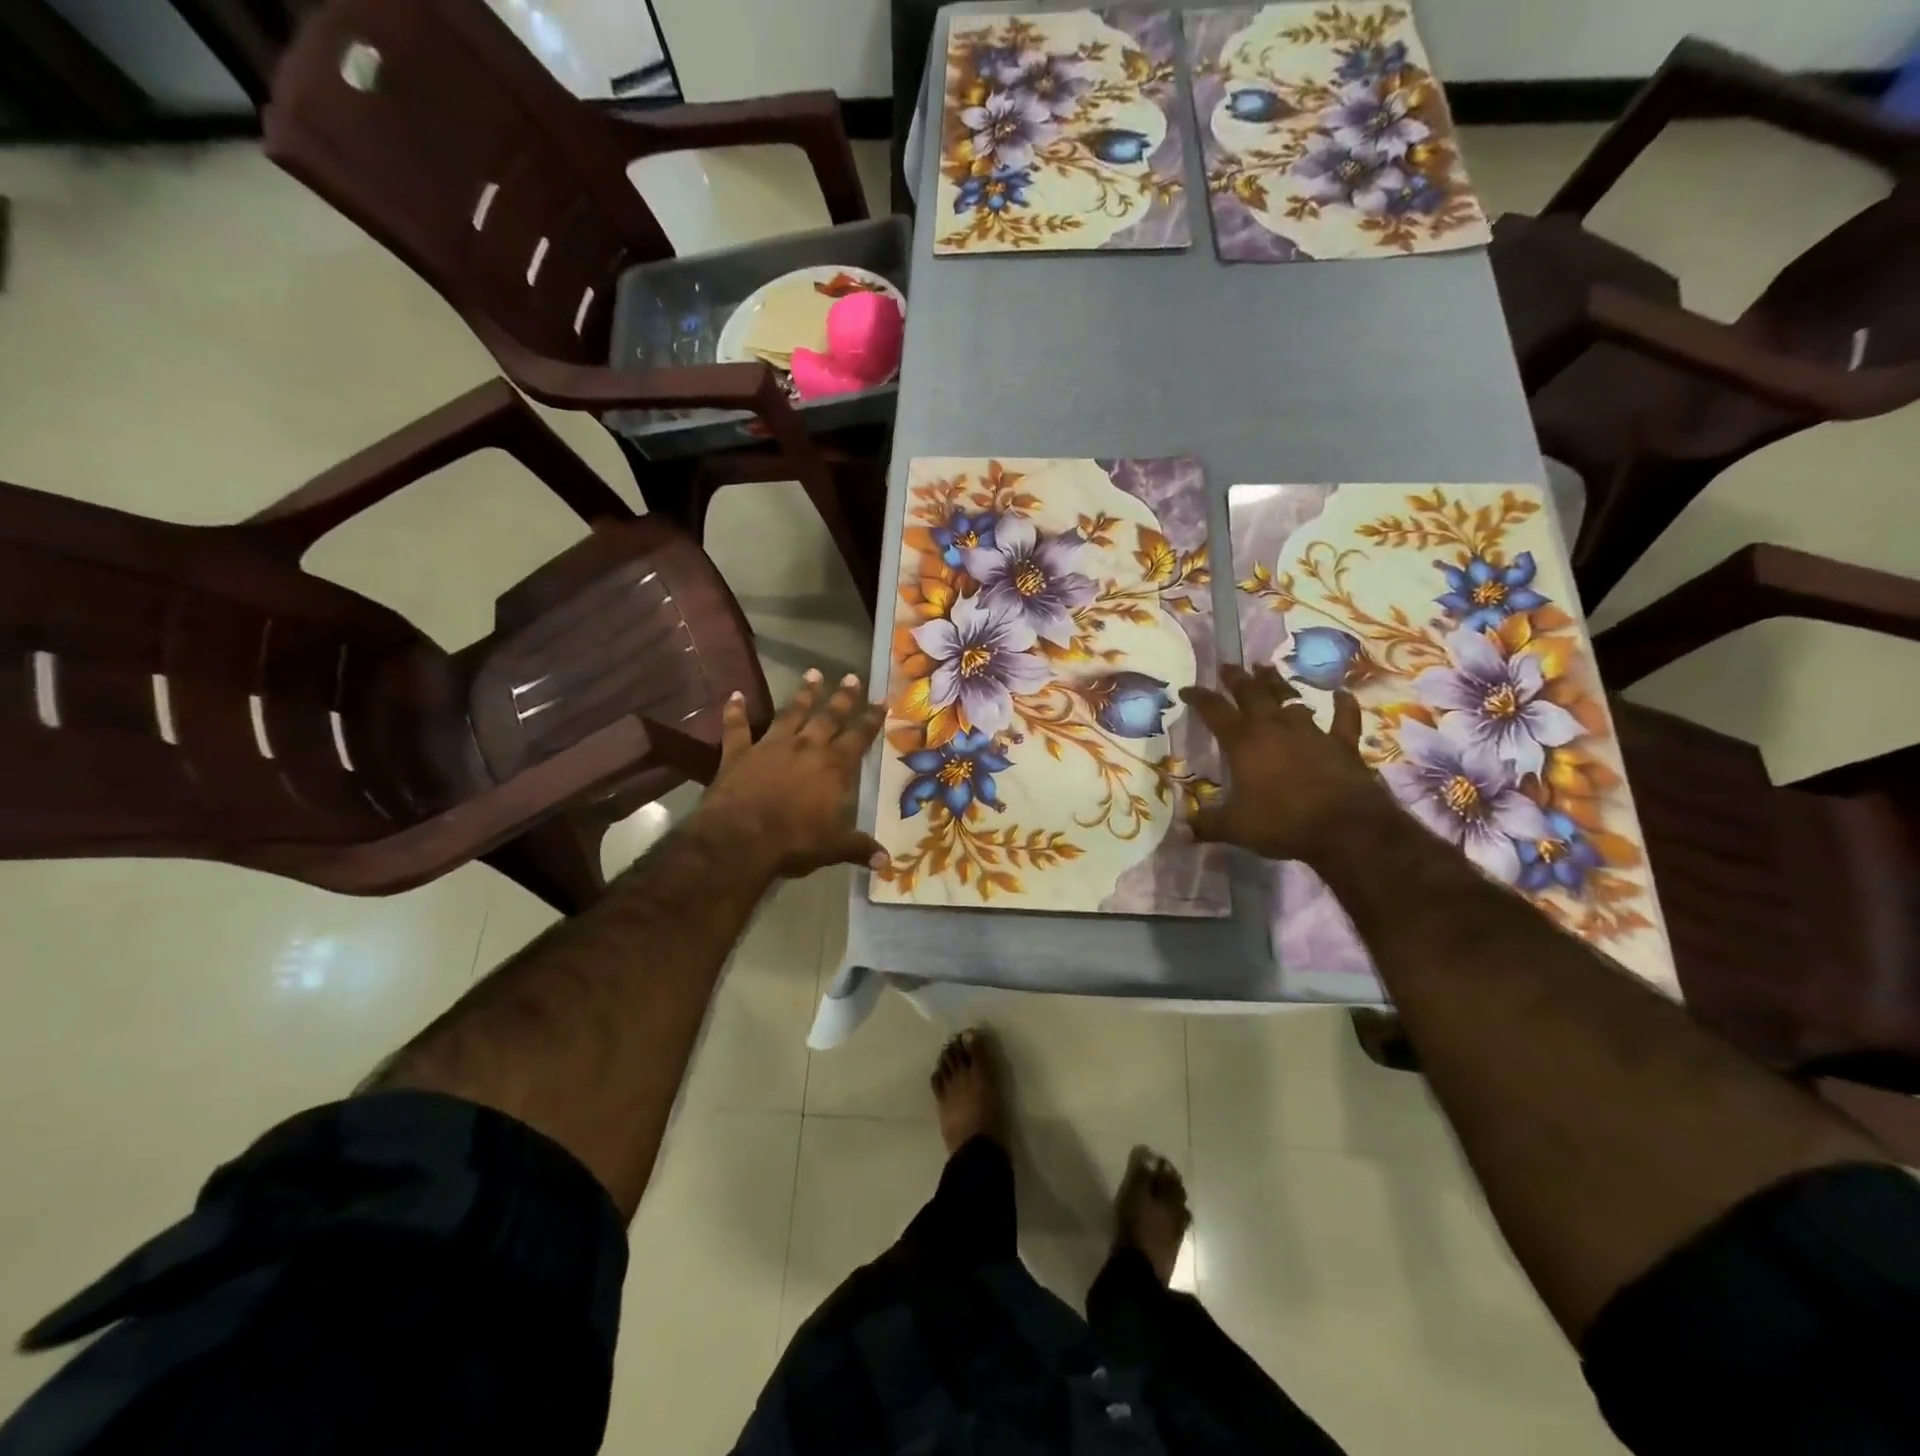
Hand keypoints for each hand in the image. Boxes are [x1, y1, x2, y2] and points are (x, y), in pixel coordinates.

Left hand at [695, 669, 887, 878]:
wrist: (741, 838)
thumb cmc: (794, 841)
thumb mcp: (833, 847)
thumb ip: (858, 848)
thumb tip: (886, 862)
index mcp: (834, 767)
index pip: (859, 737)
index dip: (871, 719)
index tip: (881, 700)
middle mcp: (806, 748)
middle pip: (828, 717)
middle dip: (842, 697)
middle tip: (852, 676)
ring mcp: (770, 747)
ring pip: (790, 713)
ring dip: (803, 694)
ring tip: (812, 673)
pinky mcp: (739, 753)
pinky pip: (737, 727)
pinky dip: (735, 711)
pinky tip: (735, 694)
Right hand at [1178, 665, 1392, 864]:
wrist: (1346, 828)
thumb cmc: (1283, 823)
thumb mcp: (1236, 828)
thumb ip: (1208, 824)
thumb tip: (1182, 829)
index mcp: (1244, 742)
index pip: (1214, 711)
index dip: (1199, 698)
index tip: (1187, 689)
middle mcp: (1275, 728)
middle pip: (1252, 693)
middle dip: (1236, 678)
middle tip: (1227, 667)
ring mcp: (1311, 732)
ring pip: (1290, 698)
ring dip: (1276, 682)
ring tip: (1265, 668)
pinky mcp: (1342, 743)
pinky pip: (1343, 718)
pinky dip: (1343, 705)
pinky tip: (1342, 694)